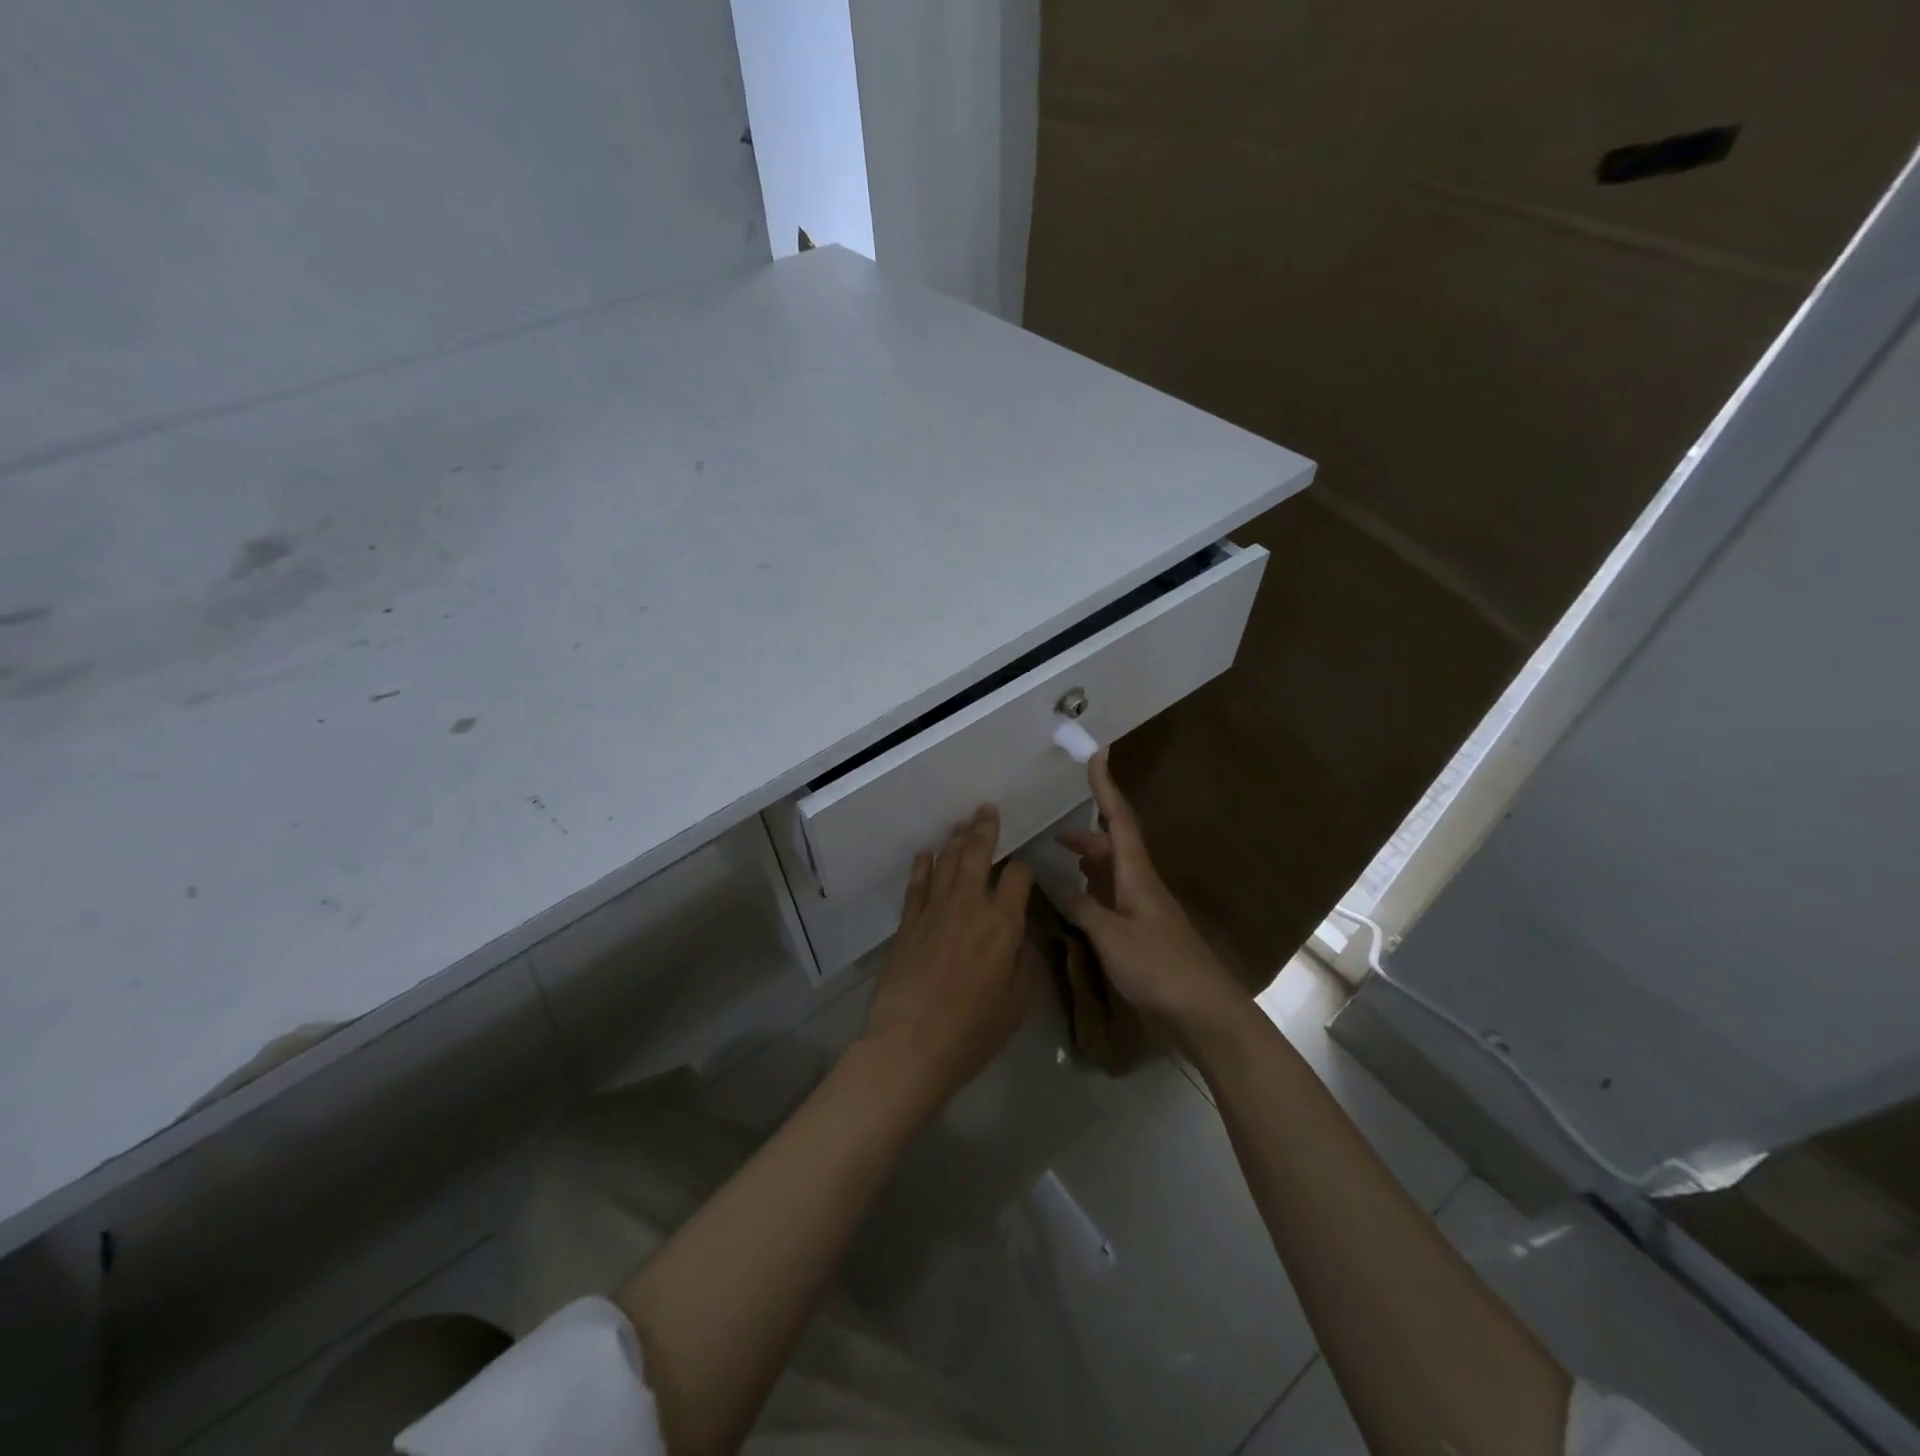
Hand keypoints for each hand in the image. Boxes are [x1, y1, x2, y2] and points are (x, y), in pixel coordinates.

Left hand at [862, 806, 1035, 1106]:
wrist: (910, 1044)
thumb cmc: (972, 1031)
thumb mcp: (1017, 1003)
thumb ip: (1024, 962)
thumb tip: (1021, 936)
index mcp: (1003, 924)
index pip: (1019, 877)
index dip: (1025, 868)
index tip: (1025, 872)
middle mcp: (970, 905)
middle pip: (979, 854)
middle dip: (986, 829)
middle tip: (987, 809)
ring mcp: (934, 909)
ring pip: (947, 861)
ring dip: (956, 839)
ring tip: (963, 822)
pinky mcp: (908, 921)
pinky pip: (917, 883)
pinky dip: (923, 865)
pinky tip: (926, 853)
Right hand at [1056, 753, 1242, 1037]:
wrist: (1202, 1011)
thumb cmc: (1158, 967)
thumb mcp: (1112, 936)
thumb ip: (1085, 910)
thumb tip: (1063, 888)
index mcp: (1137, 876)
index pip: (1119, 821)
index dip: (1106, 789)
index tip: (1097, 757)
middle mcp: (1142, 885)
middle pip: (1115, 846)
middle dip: (1087, 834)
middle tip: (1054, 832)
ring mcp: (1145, 910)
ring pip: (1114, 872)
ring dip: (1090, 860)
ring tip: (1063, 858)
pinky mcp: (1144, 933)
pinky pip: (1115, 897)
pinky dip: (1095, 889)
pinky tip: (1082, 899)